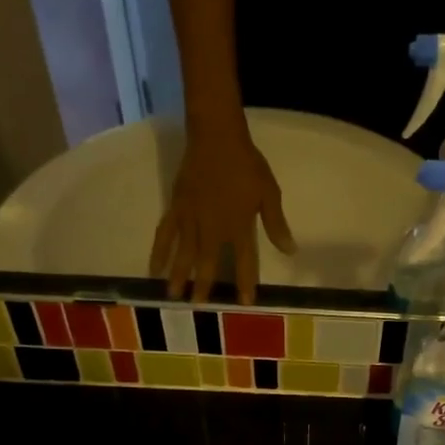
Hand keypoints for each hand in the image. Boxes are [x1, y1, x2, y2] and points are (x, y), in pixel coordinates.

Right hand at [149, 124, 295, 302]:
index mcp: (238, 226)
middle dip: (204, 287)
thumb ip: (277, 224)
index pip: (245, 261)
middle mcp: (212, 228)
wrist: (216, 136)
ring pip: (183, 254)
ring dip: (179, 276)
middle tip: (199, 308)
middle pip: (208, 263)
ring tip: (173, 297)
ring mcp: (191, 219)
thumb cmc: (246, 164)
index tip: (245, 303)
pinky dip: (159, 252)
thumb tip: (290, 251)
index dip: (246, 283)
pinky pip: (165, 235)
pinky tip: (154, 268)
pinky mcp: (176, 208)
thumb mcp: (268, 193)